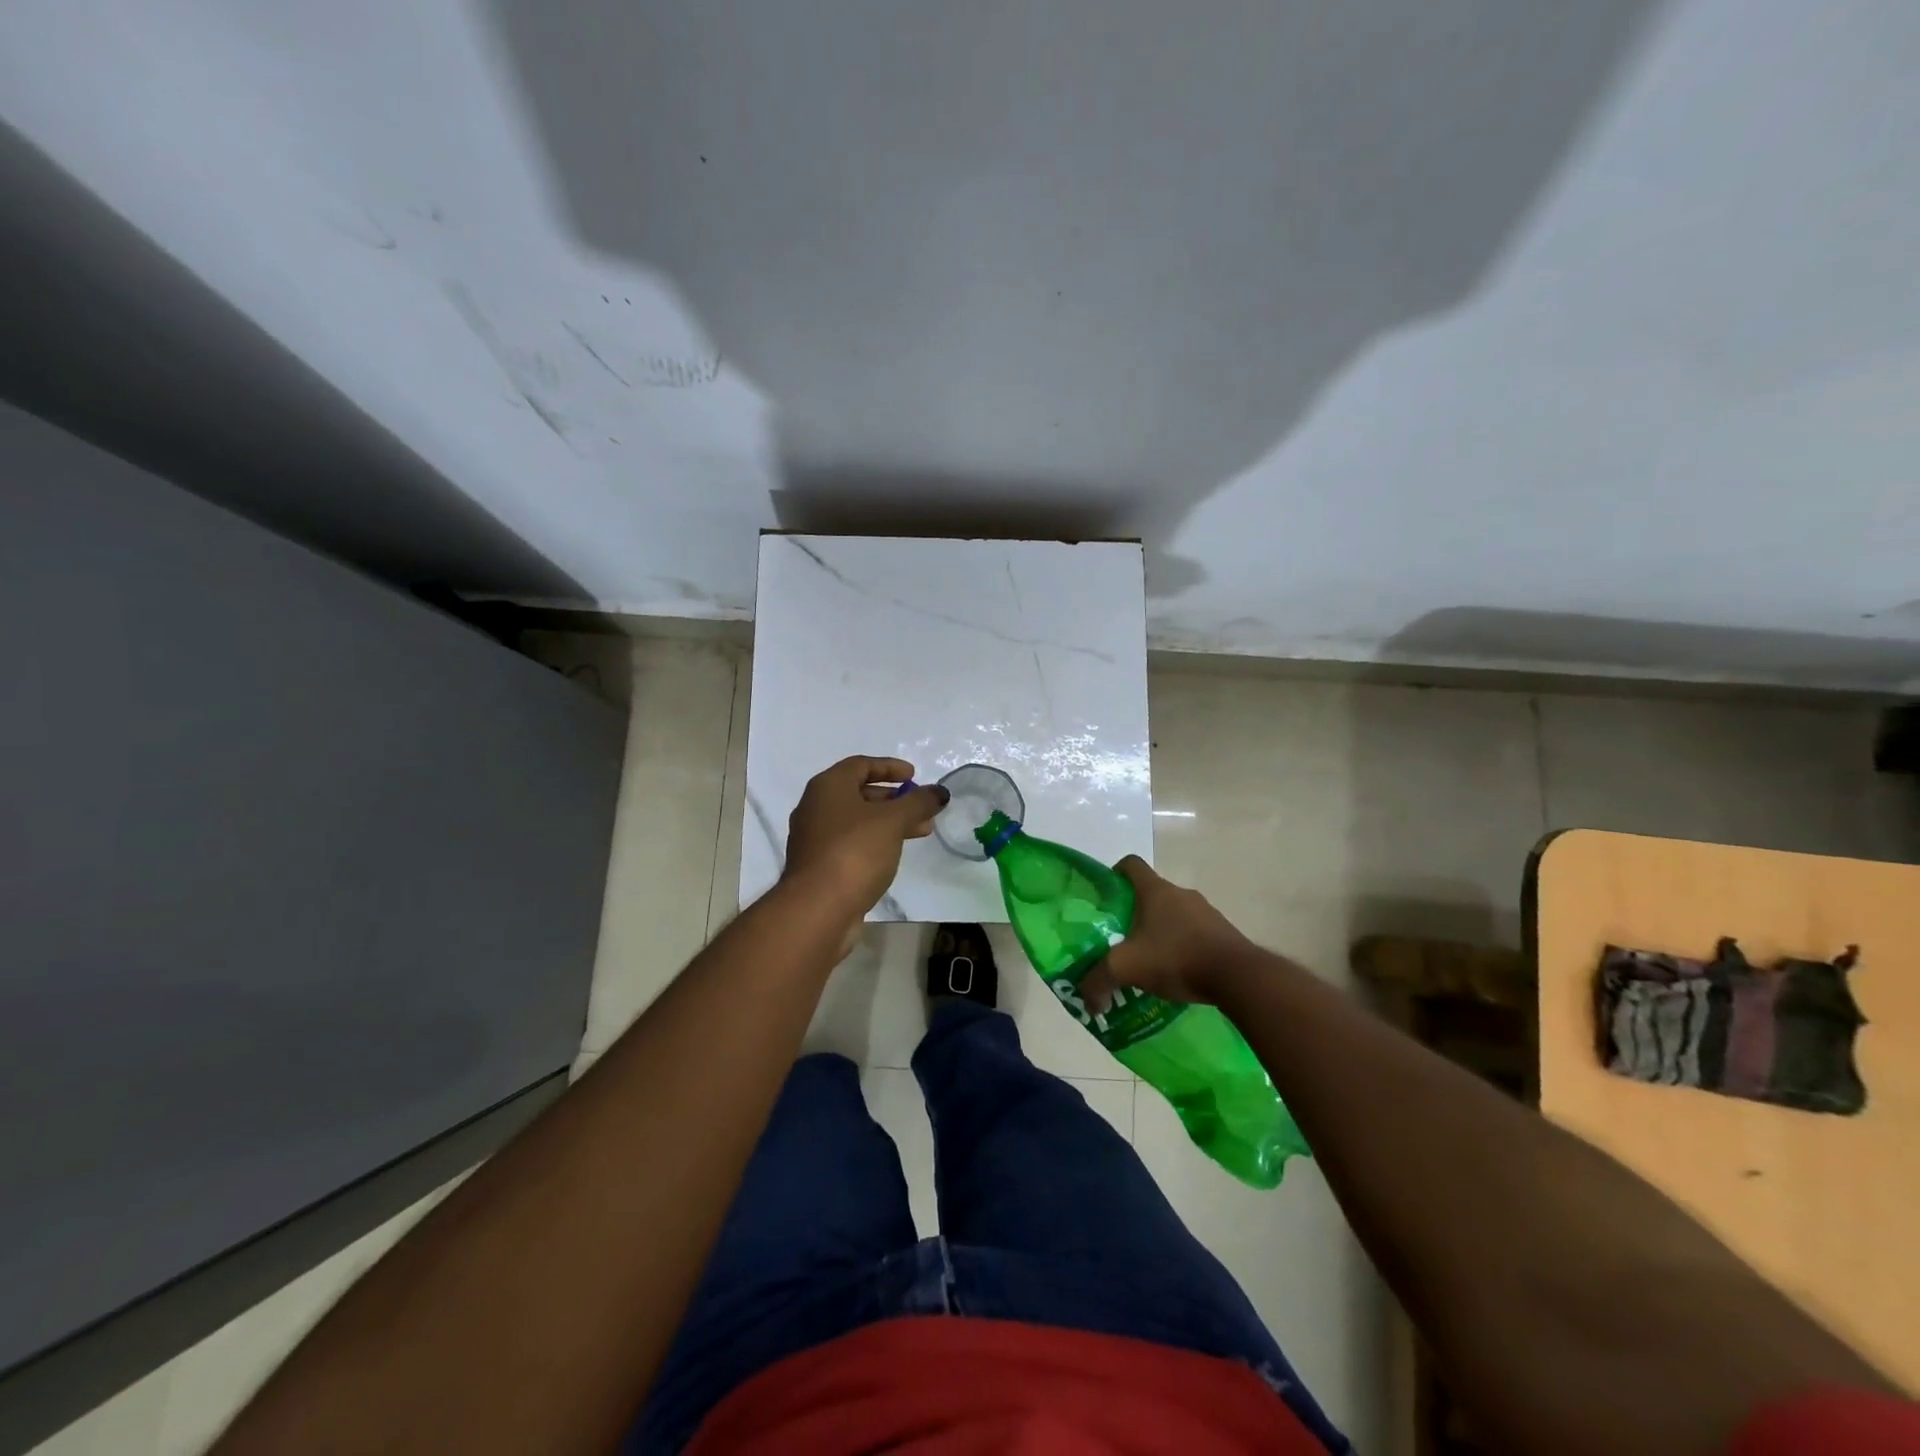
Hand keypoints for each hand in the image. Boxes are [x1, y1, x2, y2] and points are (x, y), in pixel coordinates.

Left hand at [782, 756, 948, 923]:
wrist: (817, 908)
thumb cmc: (854, 851)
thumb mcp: (893, 821)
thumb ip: (918, 802)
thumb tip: (939, 792)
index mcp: (828, 787)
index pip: (861, 765)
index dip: (890, 767)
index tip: (914, 776)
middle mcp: (815, 807)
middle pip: (859, 793)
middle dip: (894, 799)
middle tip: (922, 808)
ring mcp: (814, 838)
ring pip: (857, 820)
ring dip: (889, 822)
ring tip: (920, 831)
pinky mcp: (819, 865)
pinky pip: (851, 842)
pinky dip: (875, 841)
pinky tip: (895, 853)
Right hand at [1080, 856, 1256, 1010]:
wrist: (1239, 976)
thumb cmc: (1176, 957)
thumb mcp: (1127, 968)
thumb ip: (1099, 981)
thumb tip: (1087, 1001)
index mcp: (1155, 890)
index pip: (1130, 864)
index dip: (1114, 875)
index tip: (1105, 897)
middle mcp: (1181, 893)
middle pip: (1151, 893)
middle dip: (1134, 913)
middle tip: (1120, 938)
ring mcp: (1206, 912)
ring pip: (1174, 914)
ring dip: (1160, 931)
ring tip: (1148, 960)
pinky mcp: (1224, 933)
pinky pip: (1195, 933)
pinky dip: (1183, 946)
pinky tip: (1176, 972)